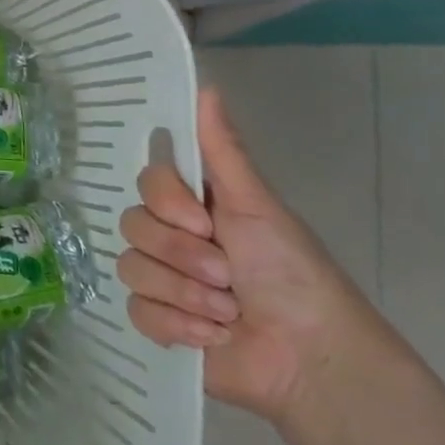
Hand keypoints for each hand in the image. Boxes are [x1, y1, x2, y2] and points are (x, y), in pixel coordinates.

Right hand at [118, 86, 383, 425]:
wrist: (312, 359)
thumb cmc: (293, 274)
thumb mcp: (258, 206)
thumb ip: (224, 151)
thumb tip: (207, 85)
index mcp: (196, 207)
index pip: (147, 183)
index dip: (167, 202)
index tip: (203, 221)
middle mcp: (174, 238)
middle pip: (133, 224)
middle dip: (181, 255)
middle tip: (225, 274)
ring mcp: (164, 281)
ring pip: (132, 268)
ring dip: (184, 293)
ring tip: (227, 312)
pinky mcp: (160, 324)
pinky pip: (137, 310)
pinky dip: (177, 325)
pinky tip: (211, 335)